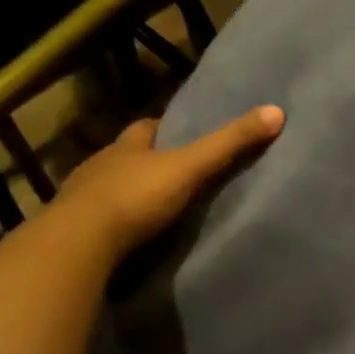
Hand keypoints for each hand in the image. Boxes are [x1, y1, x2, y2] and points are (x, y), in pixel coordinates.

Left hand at [55, 106, 284, 261]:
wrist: (79, 242)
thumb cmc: (135, 196)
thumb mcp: (189, 168)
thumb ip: (229, 144)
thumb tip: (277, 111)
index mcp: (126, 145)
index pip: (148, 128)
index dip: (167, 129)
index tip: (187, 135)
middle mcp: (101, 164)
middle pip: (130, 156)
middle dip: (150, 162)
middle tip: (178, 174)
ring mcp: (84, 198)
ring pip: (113, 188)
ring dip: (132, 194)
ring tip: (160, 209)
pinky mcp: (78, 231)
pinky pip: (103, 222)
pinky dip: (119, 224)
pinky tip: (135, 236)